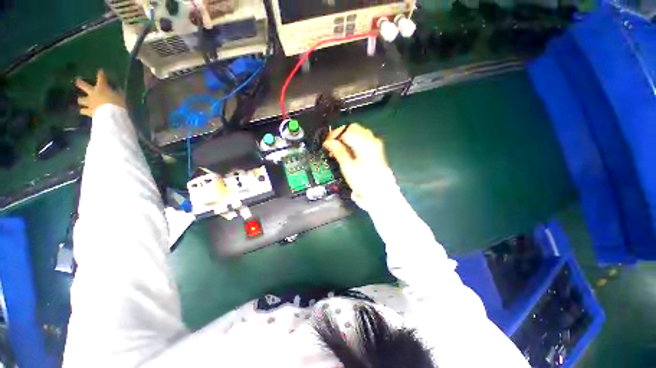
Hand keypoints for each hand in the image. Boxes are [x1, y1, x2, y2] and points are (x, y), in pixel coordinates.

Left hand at [75, 70, 124, 116]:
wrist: (111, 115)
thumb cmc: (117, 104)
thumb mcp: (120, 97)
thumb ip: (118, 93)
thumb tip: (117, 90)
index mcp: (101, 88)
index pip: (101, 78)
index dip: (101, 74)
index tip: (101, 71)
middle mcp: (93, 93)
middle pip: (84, 86)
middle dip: (80, 83)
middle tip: (77, 80)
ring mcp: (89, 102)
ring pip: (81, 100)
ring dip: (82, 100)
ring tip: (82, 101)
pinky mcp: (89, 111)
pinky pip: (83, 111)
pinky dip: (84, 110)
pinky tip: (84, 111)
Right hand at [323, 124, 396, 205]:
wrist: (379, 192)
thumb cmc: (362, 181)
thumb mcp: (347, 167)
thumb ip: (338, 151)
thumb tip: (328, 142)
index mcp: (365, 144)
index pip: (347, 131)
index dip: (334, 136)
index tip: (326, 143)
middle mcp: (372, 140)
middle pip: (353, 128)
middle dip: (340, 135)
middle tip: (331, 145)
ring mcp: (375, 143)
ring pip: (357, 132)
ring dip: (346, 137)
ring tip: (337, 149)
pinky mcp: (375, 148)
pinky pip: (362, 138)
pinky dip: (353, 141)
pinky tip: (347, 150)